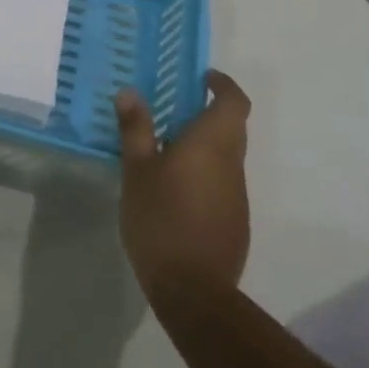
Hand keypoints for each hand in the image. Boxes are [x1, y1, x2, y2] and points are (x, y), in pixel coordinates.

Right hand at [115, 71, 251, 306]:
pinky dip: (204, 171)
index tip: (201, 77)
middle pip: (232, 126)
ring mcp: (237, 195)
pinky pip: (222, 181)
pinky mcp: (235, 220)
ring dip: (204, 143)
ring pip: (226, 155)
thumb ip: (136, 129)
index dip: (223, 84)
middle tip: (172, 107)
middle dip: (208, 111)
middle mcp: (233, 164)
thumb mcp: (137, 170)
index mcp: (212, 144)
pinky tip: (174, 187)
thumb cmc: (161, 218)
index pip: (234, 102)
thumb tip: (131, 92)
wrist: (194, 289)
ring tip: (164, 147)